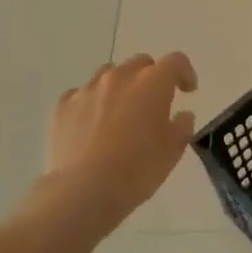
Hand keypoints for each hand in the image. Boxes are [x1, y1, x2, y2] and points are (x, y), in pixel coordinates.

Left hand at [43, 52, 198, 217]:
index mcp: (152, 83)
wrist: (84, 190)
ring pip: (109, 74)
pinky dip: (92, 102)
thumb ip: (182, 127)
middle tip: (154, 103)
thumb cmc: (138, 169)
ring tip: (121, 111)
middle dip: (152, 77)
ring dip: (121, 86)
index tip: (188, 91)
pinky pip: (81, 94)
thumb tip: (182, 115)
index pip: (175, 62)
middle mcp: (120, 77)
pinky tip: (92, 124)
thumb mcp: (173, 151)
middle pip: (141, 63)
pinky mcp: (63, 106)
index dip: (185, 73)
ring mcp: (88, 89)